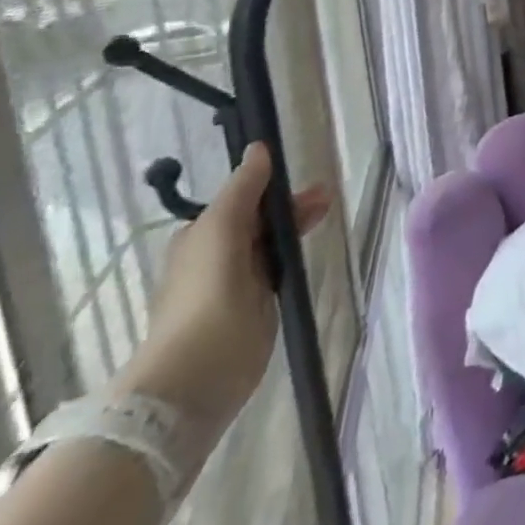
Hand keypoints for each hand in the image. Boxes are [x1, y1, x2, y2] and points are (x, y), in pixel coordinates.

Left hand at [114, 145, 330, 430]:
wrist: (197, 375)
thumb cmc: (206, 294)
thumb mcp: (222, 229)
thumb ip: (243, 189)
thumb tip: (258, 148)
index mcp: (200, 236)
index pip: (243, 200)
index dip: (274, 188)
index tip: (308, 182)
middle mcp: (215, 257)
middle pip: (259, 222)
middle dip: (291, 208)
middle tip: (327, 200)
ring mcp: (235, 286)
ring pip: (270, 246)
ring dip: (295, 229)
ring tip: (327, 216)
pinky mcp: (253, 311)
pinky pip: (275, 273)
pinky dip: (292, 259)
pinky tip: (308, 256)